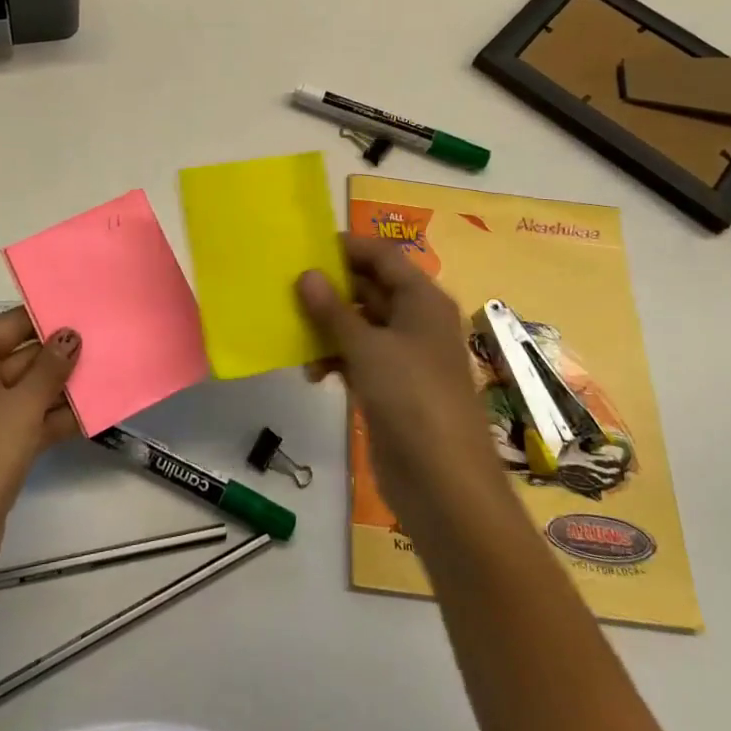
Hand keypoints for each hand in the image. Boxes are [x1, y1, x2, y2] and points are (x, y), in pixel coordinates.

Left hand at [0, 309, 81, 590]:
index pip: (12, 324)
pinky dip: (53, 419)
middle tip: (109, 345)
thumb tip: (70, 334)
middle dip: (62, 356)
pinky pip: (25, 422)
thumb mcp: (22, 404)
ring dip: (63, 389)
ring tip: (110, 376)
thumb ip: (50, 367)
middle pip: (20, 357)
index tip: (90, 313)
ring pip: (26, 391)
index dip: (50, 320)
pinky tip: (93, 416)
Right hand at [297, 236, 504, 534]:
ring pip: (360, 325)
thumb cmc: (411, 399)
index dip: (347, 248)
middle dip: (331, 288)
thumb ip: (333, 310)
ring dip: (328, 327)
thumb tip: (307, 274)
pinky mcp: (391, 388)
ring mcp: (404, 356)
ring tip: (292, 330)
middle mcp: (416, 321)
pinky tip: (312, 372)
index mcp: (422, 300)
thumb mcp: (367, 348)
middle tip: (287, 287)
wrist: (443, 483)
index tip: (305, 247)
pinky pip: (359, 358)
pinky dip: (336, 359)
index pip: (383, 256)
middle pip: (370, 288)